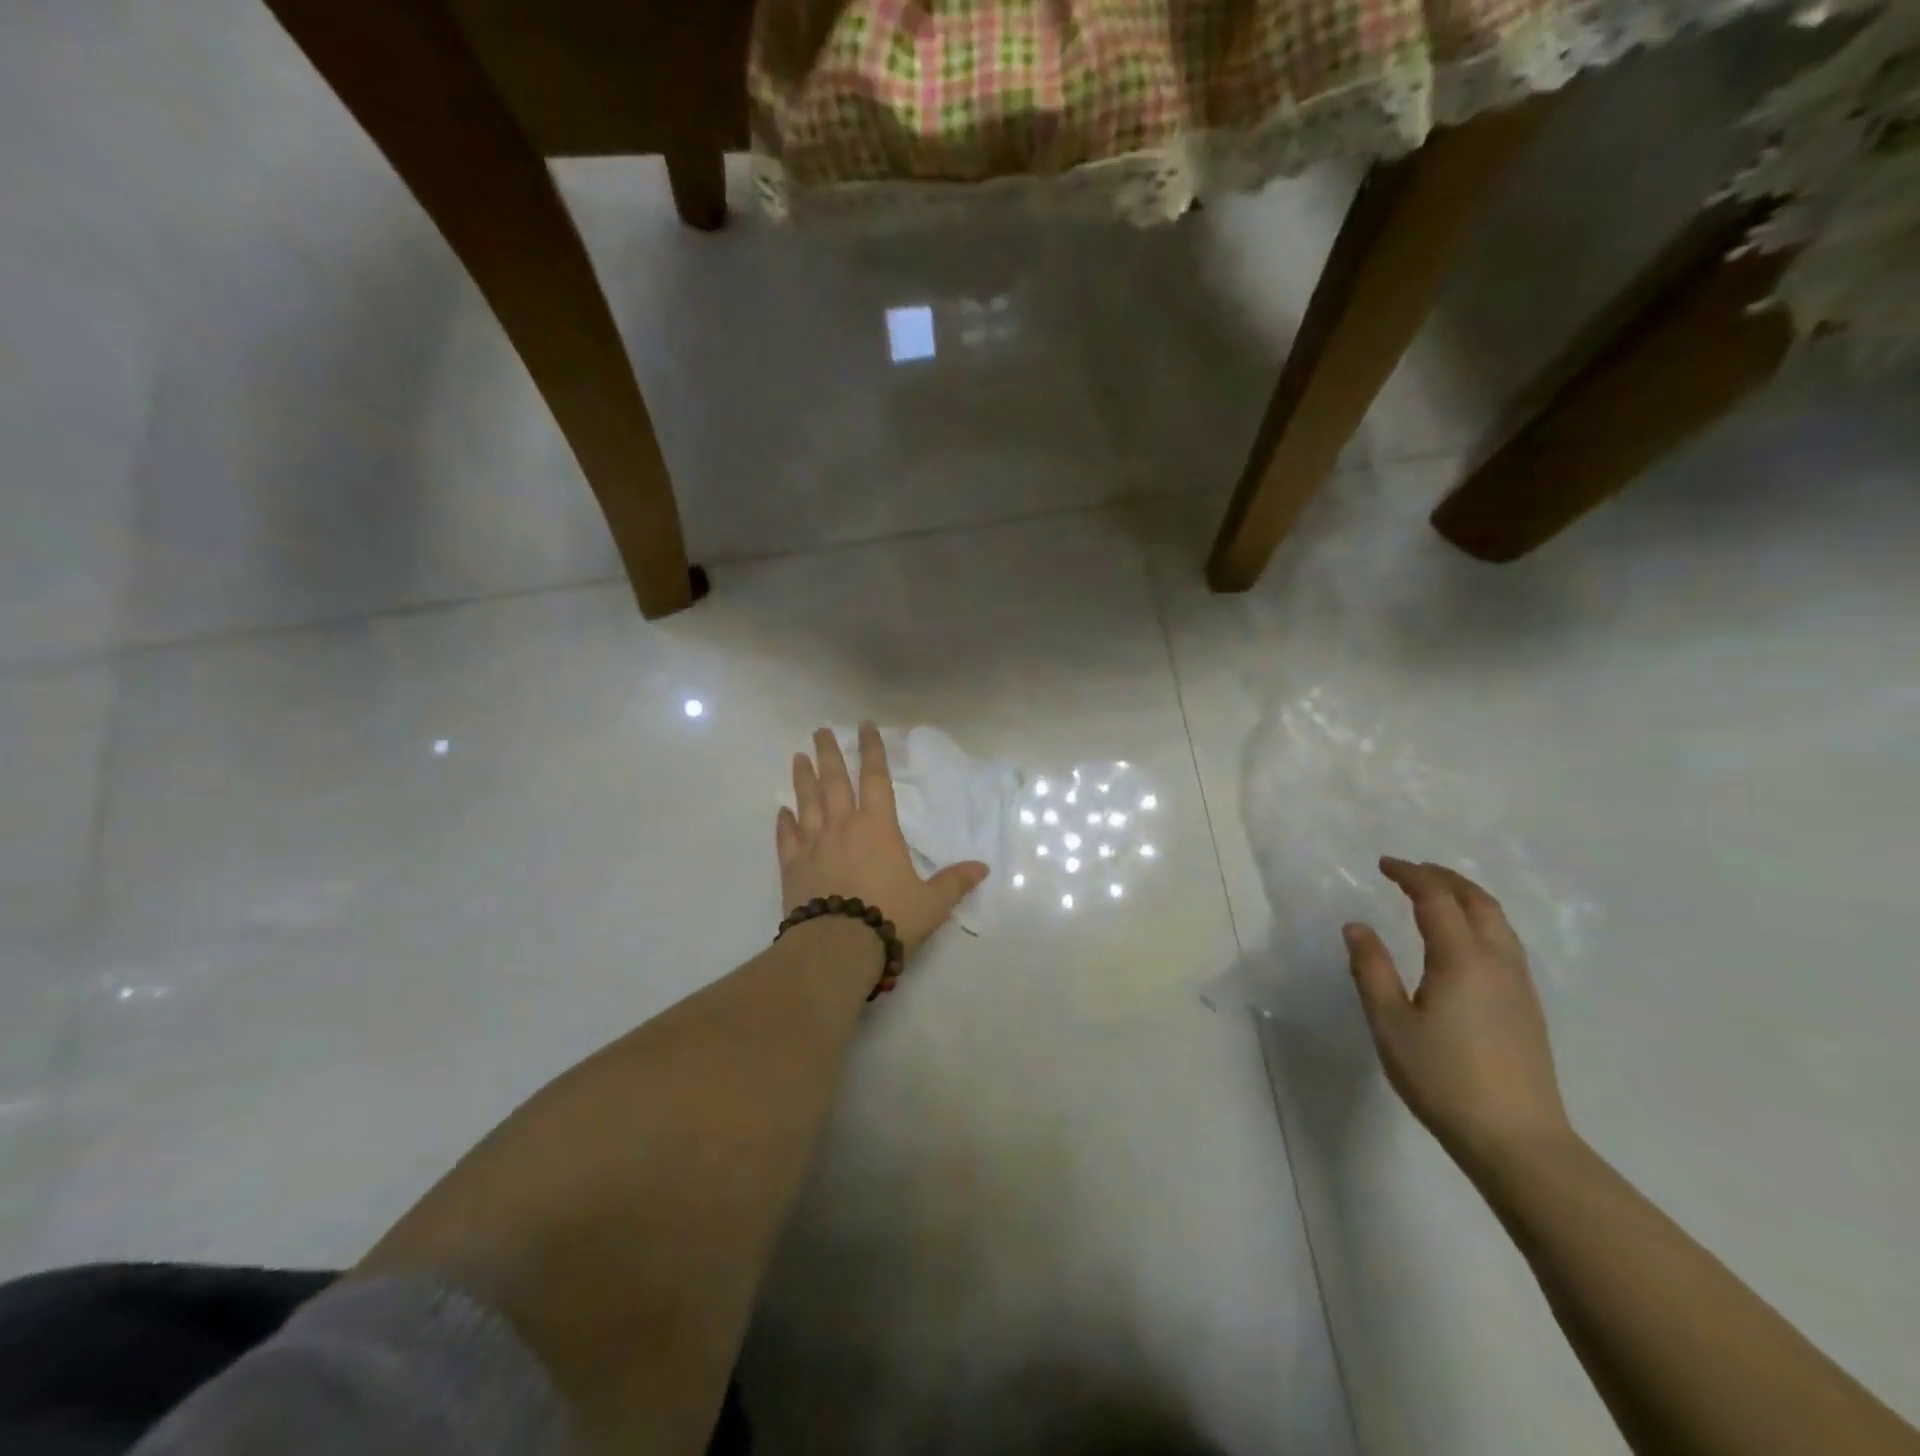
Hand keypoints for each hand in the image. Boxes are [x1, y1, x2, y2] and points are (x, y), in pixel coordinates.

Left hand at [777, 724, 988, 955]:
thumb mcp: (931, 903)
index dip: (872, 750)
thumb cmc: (890, 918)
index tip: (865, 726)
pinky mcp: (792, 867)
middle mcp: (842, 827)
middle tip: (820, 730)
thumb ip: (954, 882)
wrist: (837, 948)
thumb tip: (983, 868)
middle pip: (833, 781)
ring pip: (806, 802)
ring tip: (797, 757)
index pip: (875, 779)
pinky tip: (781, 811)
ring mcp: (813, 845)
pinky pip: (786, 838)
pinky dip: (783, 822)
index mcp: (878, 828)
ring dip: (802, 778)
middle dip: (829, 753)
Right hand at [1343, 857, 1573, 1167]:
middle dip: (1444, 878)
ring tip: (1436, 896)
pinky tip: (1463, 941)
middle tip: (1411, 871)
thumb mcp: (1390, 1023)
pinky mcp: (1527, 1008)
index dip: (1411, 875)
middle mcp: (1497, 963)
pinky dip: (1480, 921)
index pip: (1437, 899)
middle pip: (1478, 902)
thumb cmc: (1442, 1078)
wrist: (1517, 1141)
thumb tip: (1357, 926)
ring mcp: (1519, 986)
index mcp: (1461, 960)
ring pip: (1499, 922)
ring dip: (1466, 897)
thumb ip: (1371, 969)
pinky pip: (1505, 943)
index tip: (1384, 864)